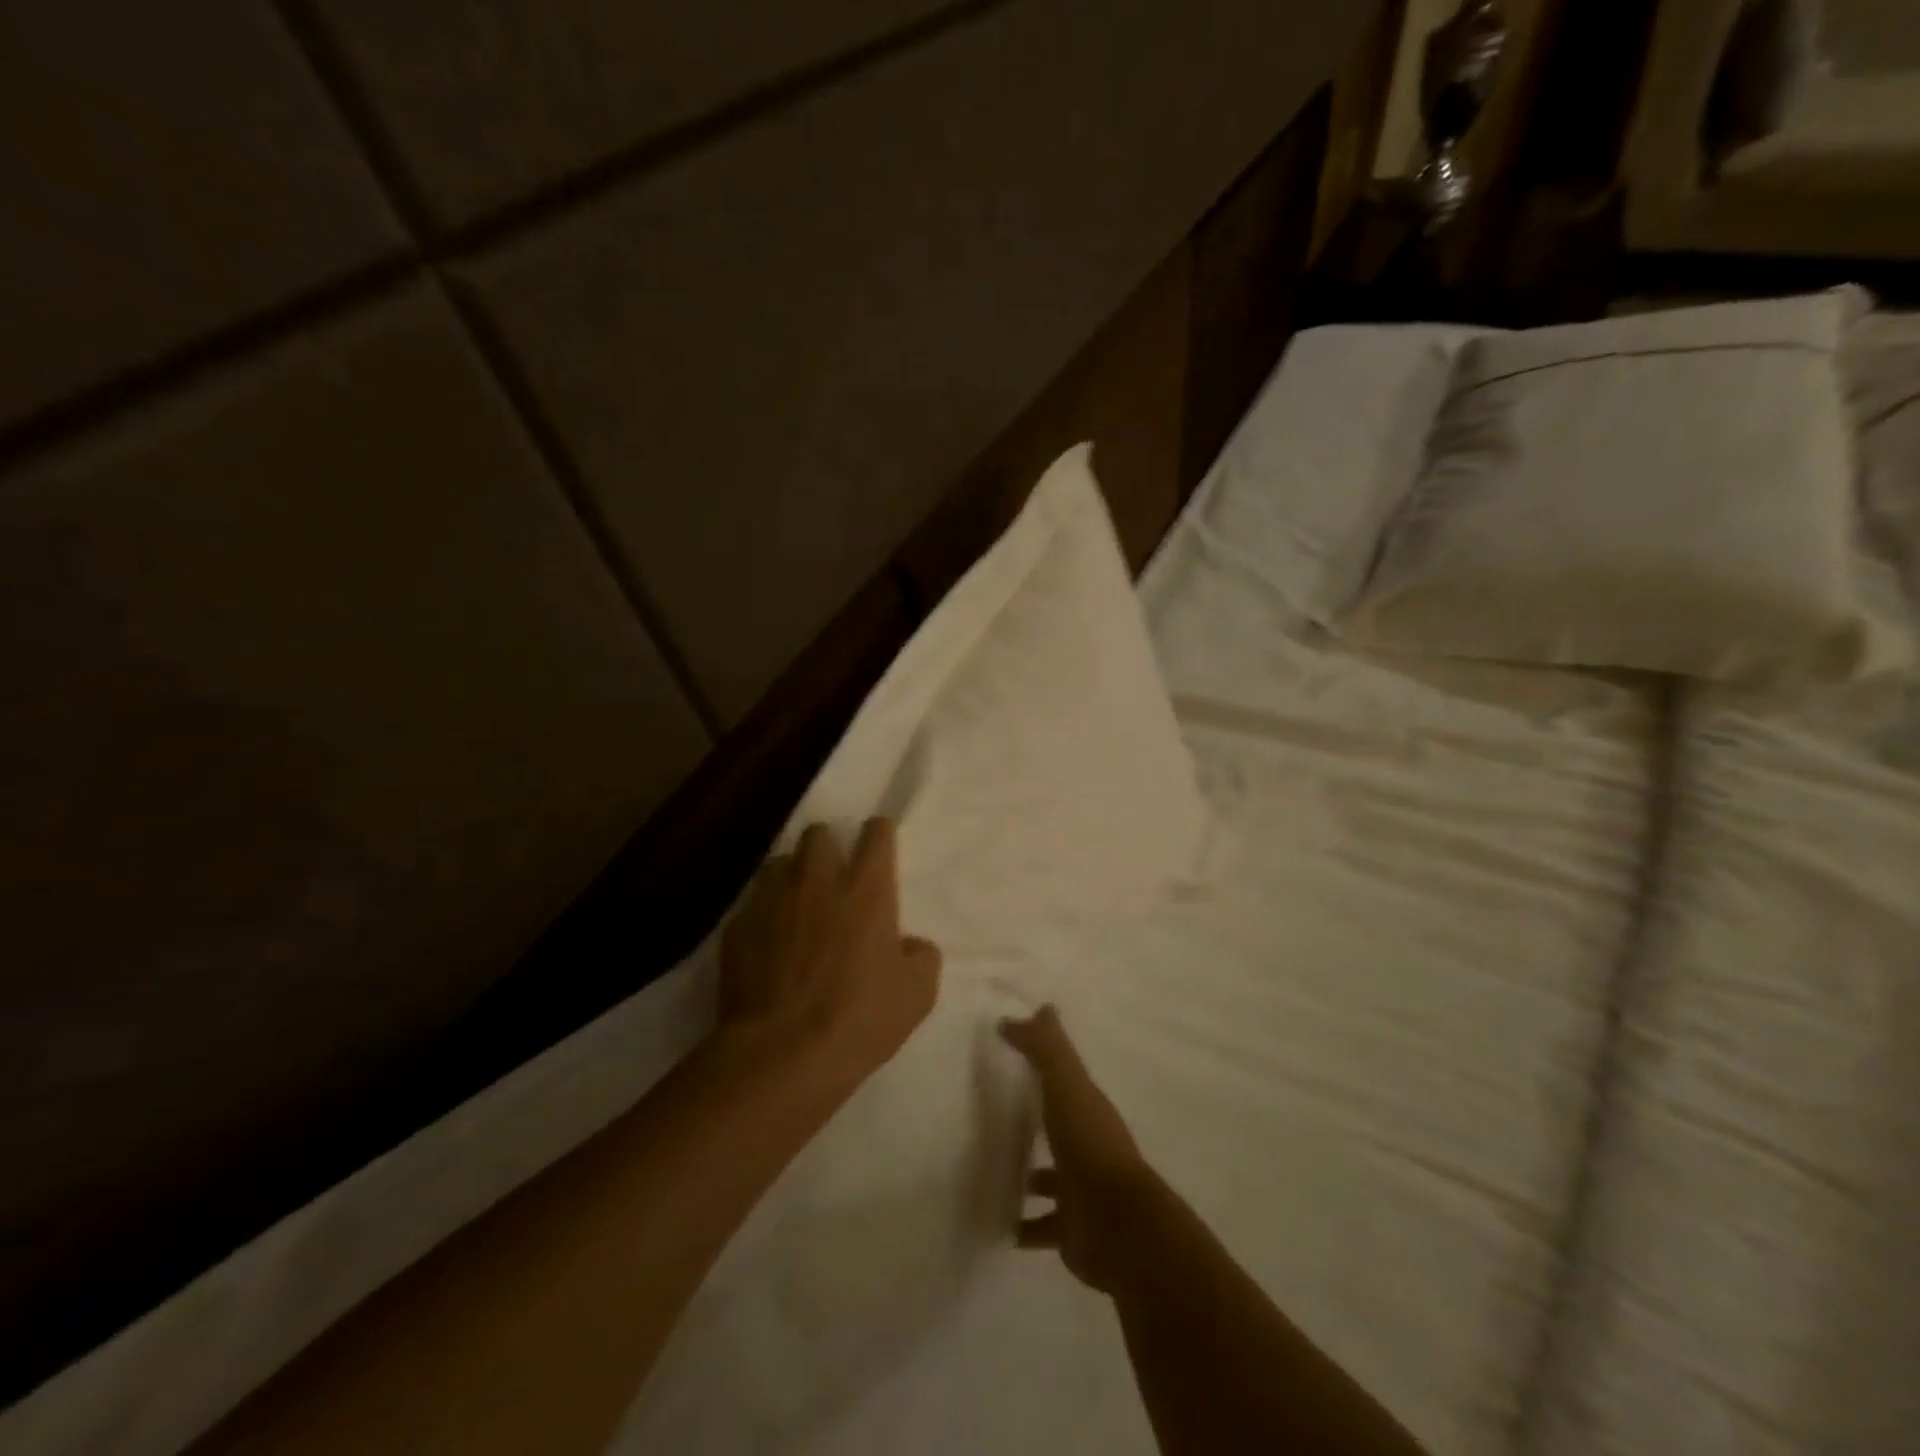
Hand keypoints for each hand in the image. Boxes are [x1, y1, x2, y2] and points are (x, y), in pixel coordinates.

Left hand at [719, 818, 940, 1091]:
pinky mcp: (738, 927)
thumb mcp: (917, 995)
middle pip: (819, 834)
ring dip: (792, 875)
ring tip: (796, 903)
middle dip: (827, 846)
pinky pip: (752, 904)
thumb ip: (921, 957)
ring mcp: (772, 900)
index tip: (879, 842)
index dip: (879, 833)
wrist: (781, 1054)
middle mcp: (818, 882)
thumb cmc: (858, 1019)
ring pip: (780, 862)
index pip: (875, 835)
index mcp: (866, 891)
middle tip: (833, 874)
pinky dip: (763, 914)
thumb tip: (911, 944)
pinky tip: (767, 942)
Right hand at [1002, 1007, 1155, 1293]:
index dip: (1046, 1061)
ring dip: (1029, 1177)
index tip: (1020, 1050)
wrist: (1118, 1226)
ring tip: (991, 1171)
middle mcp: (1088, 1146)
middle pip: (1059, 1126)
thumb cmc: (1089, 1146)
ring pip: (1051, 1179)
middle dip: (1037, 1121)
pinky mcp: (1073, 1231)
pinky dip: (1023, 1225)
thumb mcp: (1066, 1086)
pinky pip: (1042, 1226)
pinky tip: (998, 1223)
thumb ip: (1045, 1049)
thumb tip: (1022, 1013)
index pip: (1065, 1077)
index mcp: (1089, 1109)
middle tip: (997, 1115)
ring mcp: (1082, 1191)